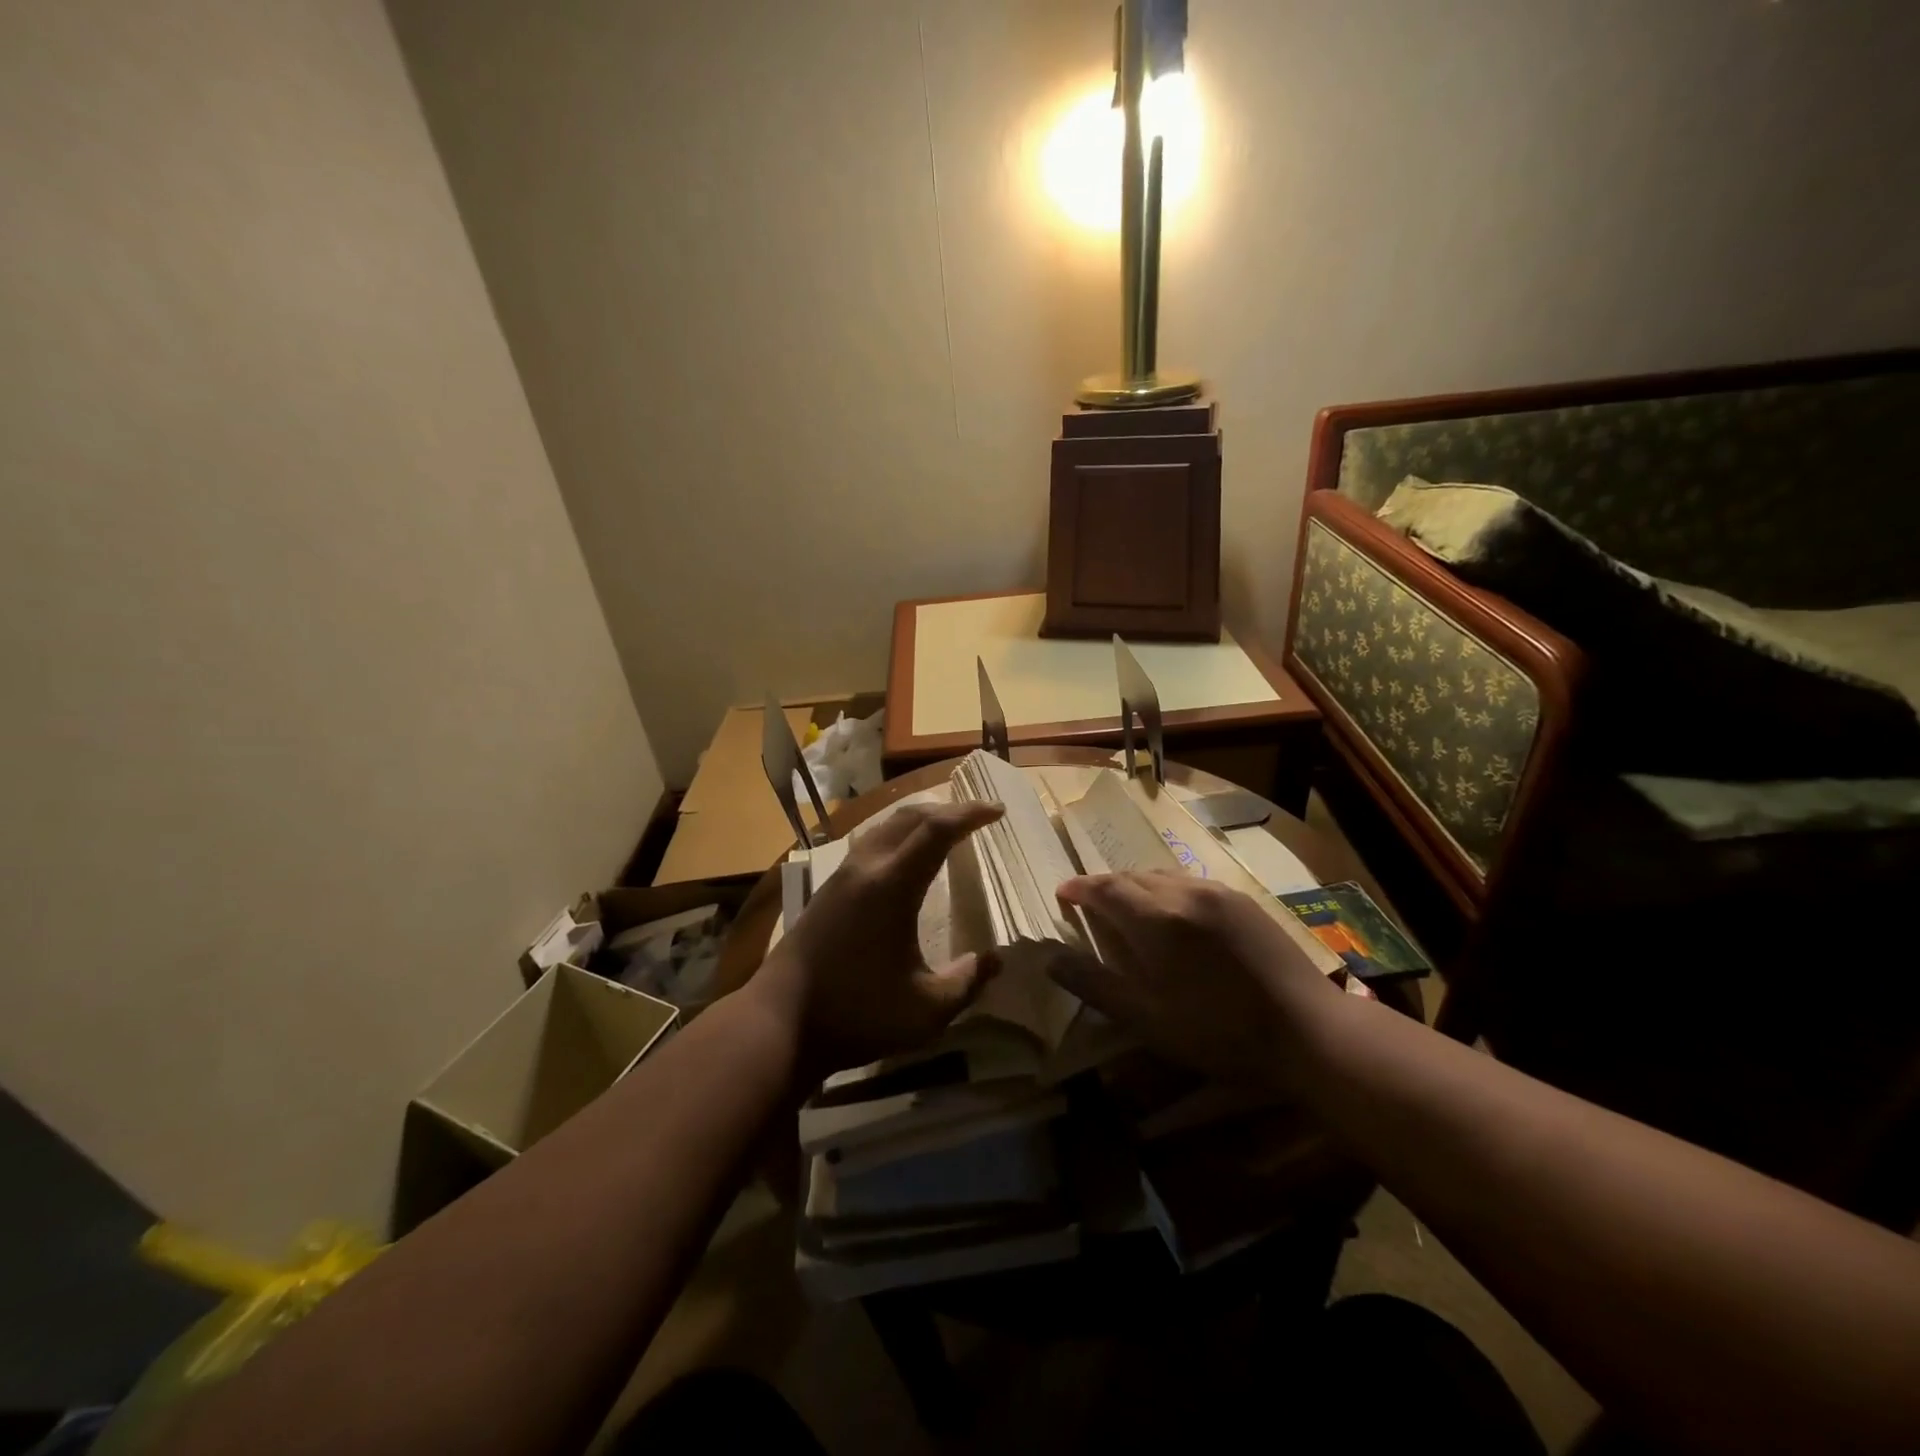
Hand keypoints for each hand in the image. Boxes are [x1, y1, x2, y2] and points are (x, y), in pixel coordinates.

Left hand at [754, 800, 1004, 1078]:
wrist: (778, 1023)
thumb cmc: (857, 1014)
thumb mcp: (926, 1011)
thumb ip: (968, 982)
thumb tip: (996, 960)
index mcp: (892, 886)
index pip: (936, 830)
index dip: (970, 814)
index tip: (997, 811)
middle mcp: (866, 868)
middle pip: (910, 817)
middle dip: (948, 809)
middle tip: (979, 816)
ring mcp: (841, 876)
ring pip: (885, 826)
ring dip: (920, 820)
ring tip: (947, 829)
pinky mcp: (827, 889)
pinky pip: (870, 843)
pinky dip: (898, 836)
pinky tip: (906, 859)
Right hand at [1052, 872, 1339, 1087]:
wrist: (1309, 1030)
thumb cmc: (1220, 1032)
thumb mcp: (1148, 1019)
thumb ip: (1095, 984)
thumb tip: (1050, 958)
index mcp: (1156, 920)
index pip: (1105, 888)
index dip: (1079, 888)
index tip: (1061, 894)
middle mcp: (1183, 892)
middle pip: (1131, 876)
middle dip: (1104, 886)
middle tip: (1088, 903)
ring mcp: (1216, 892)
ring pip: (1161, 875)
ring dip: (1135, 885)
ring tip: (1126, 907)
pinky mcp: (1242, 900)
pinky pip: (1189, 882)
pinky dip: (1165, 889)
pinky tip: (1172, 914)